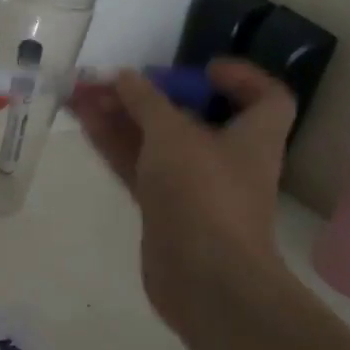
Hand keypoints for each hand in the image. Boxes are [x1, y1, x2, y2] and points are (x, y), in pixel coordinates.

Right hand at [70, 59, 294, 331]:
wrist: (205, 280)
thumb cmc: (204, 193)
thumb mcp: (173, 134)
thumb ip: (146, 101)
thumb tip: (126, 77)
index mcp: (254, 136)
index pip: (267, 97)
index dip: (241, 78)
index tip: (202, 69)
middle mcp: (228, 159)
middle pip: (191, 116)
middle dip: (150, 96)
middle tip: (110, 79)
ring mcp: (194, 187)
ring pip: (156, 141)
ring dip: (122, 117)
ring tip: (81, 93)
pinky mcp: (165, 210)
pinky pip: (139, 166)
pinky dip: (115, 144)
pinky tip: (85, 122)